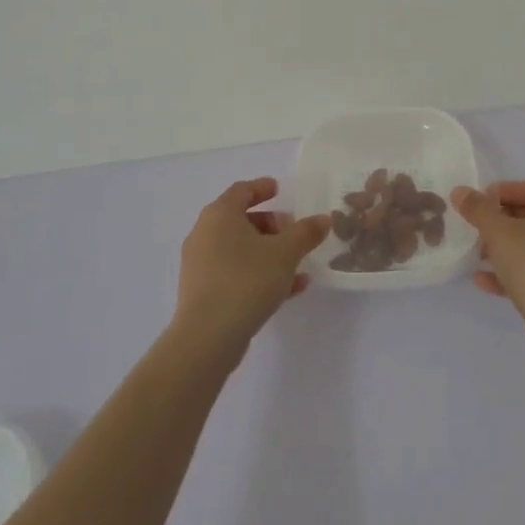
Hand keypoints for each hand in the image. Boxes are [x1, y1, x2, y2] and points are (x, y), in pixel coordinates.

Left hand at [173, 178, 329, 362]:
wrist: (208, 337)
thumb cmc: (246, 281)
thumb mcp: (285, 253)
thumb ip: (306, 233)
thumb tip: (323, 219)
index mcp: (220, 215)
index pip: (241, 190)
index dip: (262, 188)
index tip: (280, 189)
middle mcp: (204, 234)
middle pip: (240, 220)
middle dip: (270, 224)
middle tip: (293, 230)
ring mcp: (200, 265)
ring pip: (239, 249)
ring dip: (268, 252)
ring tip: (296, 262)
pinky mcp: (203, 292)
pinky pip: (235, 273)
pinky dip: (258, 273)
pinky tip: (288, 289)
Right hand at [452, 178, 524, 332]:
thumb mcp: (498, 232)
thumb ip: (478, 209)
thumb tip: (460, 191)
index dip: (504, 191)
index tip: (480, 203)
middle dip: (503, 222)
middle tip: (479, 229)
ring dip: (507, 248)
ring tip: (479, 255)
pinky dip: (517, 270)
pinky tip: (486, 280)